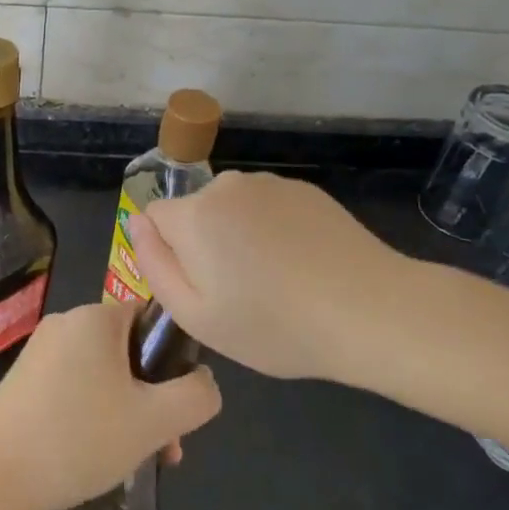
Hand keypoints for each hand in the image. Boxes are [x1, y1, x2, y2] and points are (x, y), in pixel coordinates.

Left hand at [0, 302, 221, 509]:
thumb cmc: (79, 439)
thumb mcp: (155, 421)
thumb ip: (196, 396)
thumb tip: (204, 380)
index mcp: (95, 317)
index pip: (151, 319)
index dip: (174, 360)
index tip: (178, 407)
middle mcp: (66, 322)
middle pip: (129, 351)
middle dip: (153, 397)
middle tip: (164, 448)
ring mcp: (41, 351)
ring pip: (104, 374)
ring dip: (128, 412)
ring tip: (135, 461)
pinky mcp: (24, 380)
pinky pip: (76, 387)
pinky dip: (95, 415)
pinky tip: (96, 457)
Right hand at [128, 171, 422, 385]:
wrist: (371, 311)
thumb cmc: (275, 324)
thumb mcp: (196, 316)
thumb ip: (154, 265)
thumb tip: (137, 223)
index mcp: (194, 214)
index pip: (155, 218)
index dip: (170, 255)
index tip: (202, 287)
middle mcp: (226, 186)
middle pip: (194, 212)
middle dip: (205, 244)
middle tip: (240, 293)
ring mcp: (270, 184)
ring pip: (232, 209)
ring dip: (240, 236)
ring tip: (277, 281)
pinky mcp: (305, 190)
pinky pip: (268, 208)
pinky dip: (274, 231)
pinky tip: (303, 265)